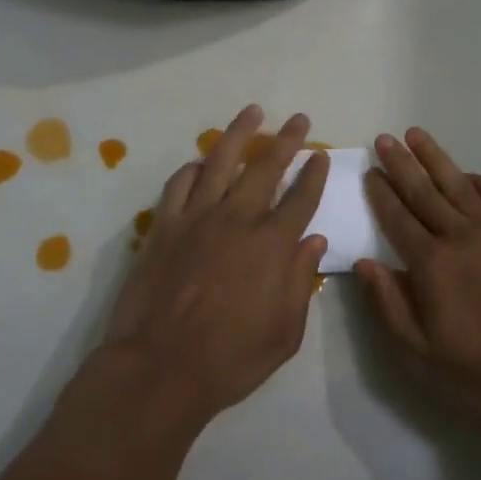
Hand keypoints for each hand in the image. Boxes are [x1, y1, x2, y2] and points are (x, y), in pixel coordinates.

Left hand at [98, 105, 330, 427]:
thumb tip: (314, 241)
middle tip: (298, 119)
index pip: (302, 198)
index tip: (321, 156)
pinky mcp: (164, 225)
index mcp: (272, 245)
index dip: (314, 174)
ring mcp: (197, 218)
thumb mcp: (284, 333)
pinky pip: (179, 184)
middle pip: (267, 167)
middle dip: (287, 140)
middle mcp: (238, 219)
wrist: (159, 367)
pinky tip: (200, 163)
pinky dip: (193, 168)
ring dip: (239, 133)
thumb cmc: (230, 359)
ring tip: (251, 112)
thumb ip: (300, 282)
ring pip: (221, 161)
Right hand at [356, 130, 480, 430]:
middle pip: (424, 191)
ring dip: (436, 158)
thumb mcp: (423, 352)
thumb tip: (364, 262)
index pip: (397, 218)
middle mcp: (461, 235)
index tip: (370, 172)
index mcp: (432, 264)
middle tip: (385, 139)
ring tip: (417, 135)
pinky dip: (480, 180)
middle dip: (401, 164)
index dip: (381, 194)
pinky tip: (469, 174)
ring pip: (459, 183)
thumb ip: (389, 304)